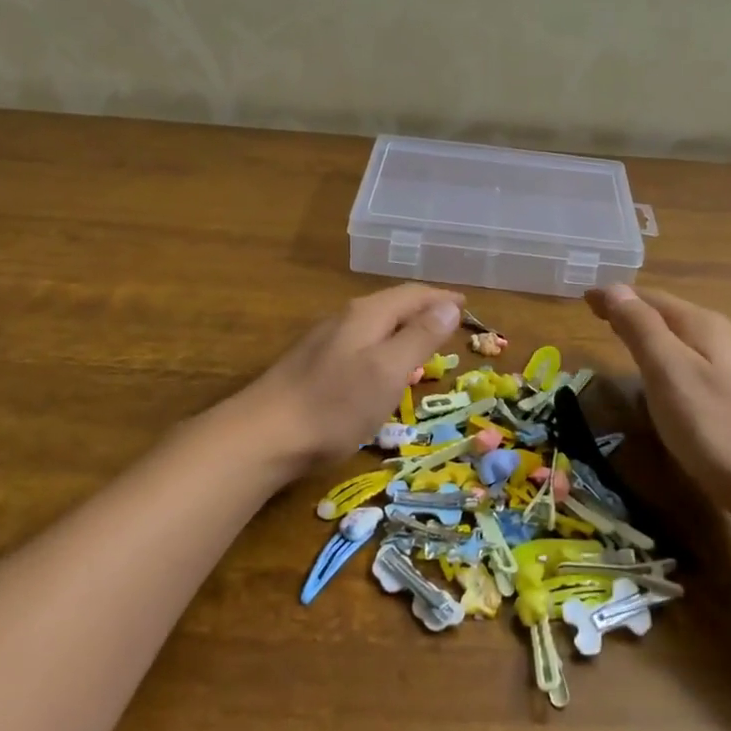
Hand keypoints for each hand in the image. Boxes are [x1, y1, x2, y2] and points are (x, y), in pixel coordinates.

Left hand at [232, 284, 463, 478]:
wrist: (263, 436)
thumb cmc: (334, 405)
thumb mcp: (387, 371)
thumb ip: (419, 336)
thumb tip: (449, 305)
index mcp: (366, 314)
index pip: (413, 294)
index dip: (442, 298)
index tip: (467, 304)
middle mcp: (345, 319)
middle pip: (392, 305)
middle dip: (423, 310)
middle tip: (450, 323)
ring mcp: (325, 341)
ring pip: (375, 325)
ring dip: (403, 328)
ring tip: (423, 342)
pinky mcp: (312, 365)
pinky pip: (360, 344)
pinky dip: (383, 347)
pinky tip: (382, 368)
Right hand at [584, 284, 730, 506]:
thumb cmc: (714, 425)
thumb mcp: (668, 371)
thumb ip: (640, 328)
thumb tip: (614, 288)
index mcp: (701, 325)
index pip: (649, 298)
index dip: (616, 296)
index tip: (583, 298)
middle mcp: (718, 338)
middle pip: (665, 314)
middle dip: (630, 311)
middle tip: (594, 314)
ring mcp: (728, 368)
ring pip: (676, 339)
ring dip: (645, 333)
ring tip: (617, 337)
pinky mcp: (729, 397)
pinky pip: (685, 363)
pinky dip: (661, 357)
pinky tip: (654, 375)